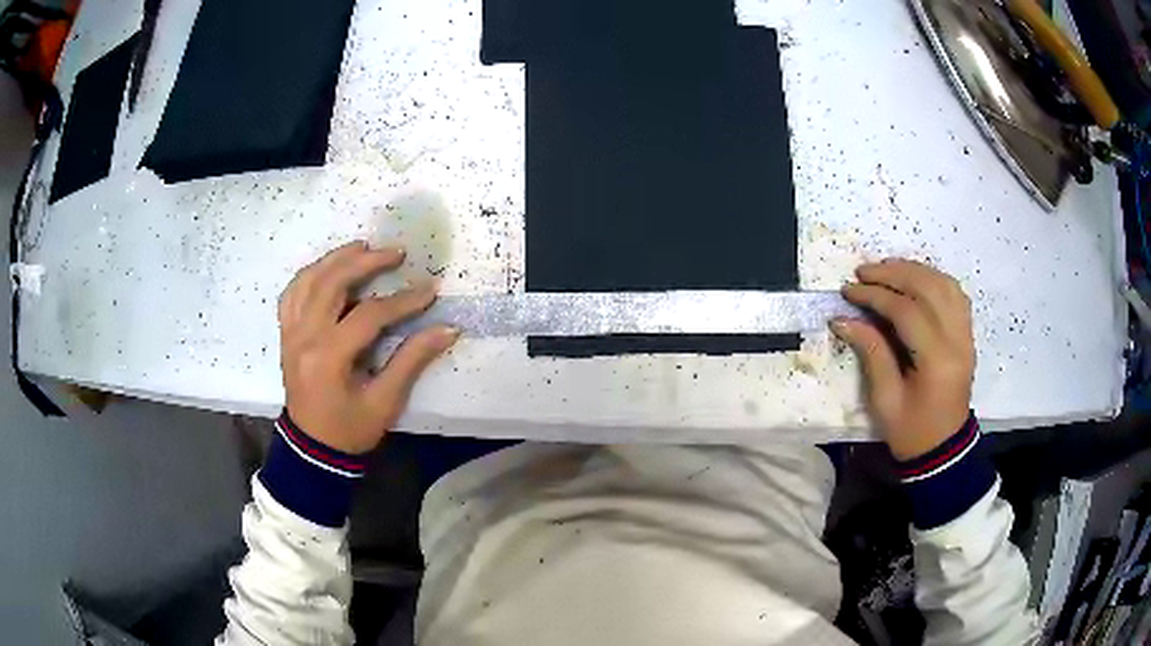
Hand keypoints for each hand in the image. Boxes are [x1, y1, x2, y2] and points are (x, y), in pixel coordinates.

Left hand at [278, 241, 458, 453]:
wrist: (313, 449)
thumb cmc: (350, 430)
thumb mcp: (385, 402)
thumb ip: (412, 361)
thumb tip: (447, 329)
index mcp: (328, 356)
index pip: (368, 314)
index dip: (402, 300)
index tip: (430, 289)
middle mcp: (304, 336)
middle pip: (332, 283)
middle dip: (366, 262)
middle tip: (395, 252)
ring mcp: (290, 333)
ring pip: (308, 280)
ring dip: (335, 259)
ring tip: (362, 247)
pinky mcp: (286, 334)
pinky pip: (291, 293)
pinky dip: (309, 275)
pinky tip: (326, 268)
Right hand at [830, 259, 974, 460]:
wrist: (943, 450)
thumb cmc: (911, 432)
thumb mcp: (884, 399)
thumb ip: (871, 353)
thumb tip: (843, 319)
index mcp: (937, 360)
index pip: (907, 311)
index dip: (875, 296)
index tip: (848, 291)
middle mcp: (957, 340)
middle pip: (928, 288)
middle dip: (893, 273)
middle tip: (863, 273)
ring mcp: (966, 335)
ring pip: (944, 284)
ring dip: (914, 270)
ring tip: (887, 270)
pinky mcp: (967, 335)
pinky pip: (955, 294)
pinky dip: (934, 279)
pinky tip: (915, 280)